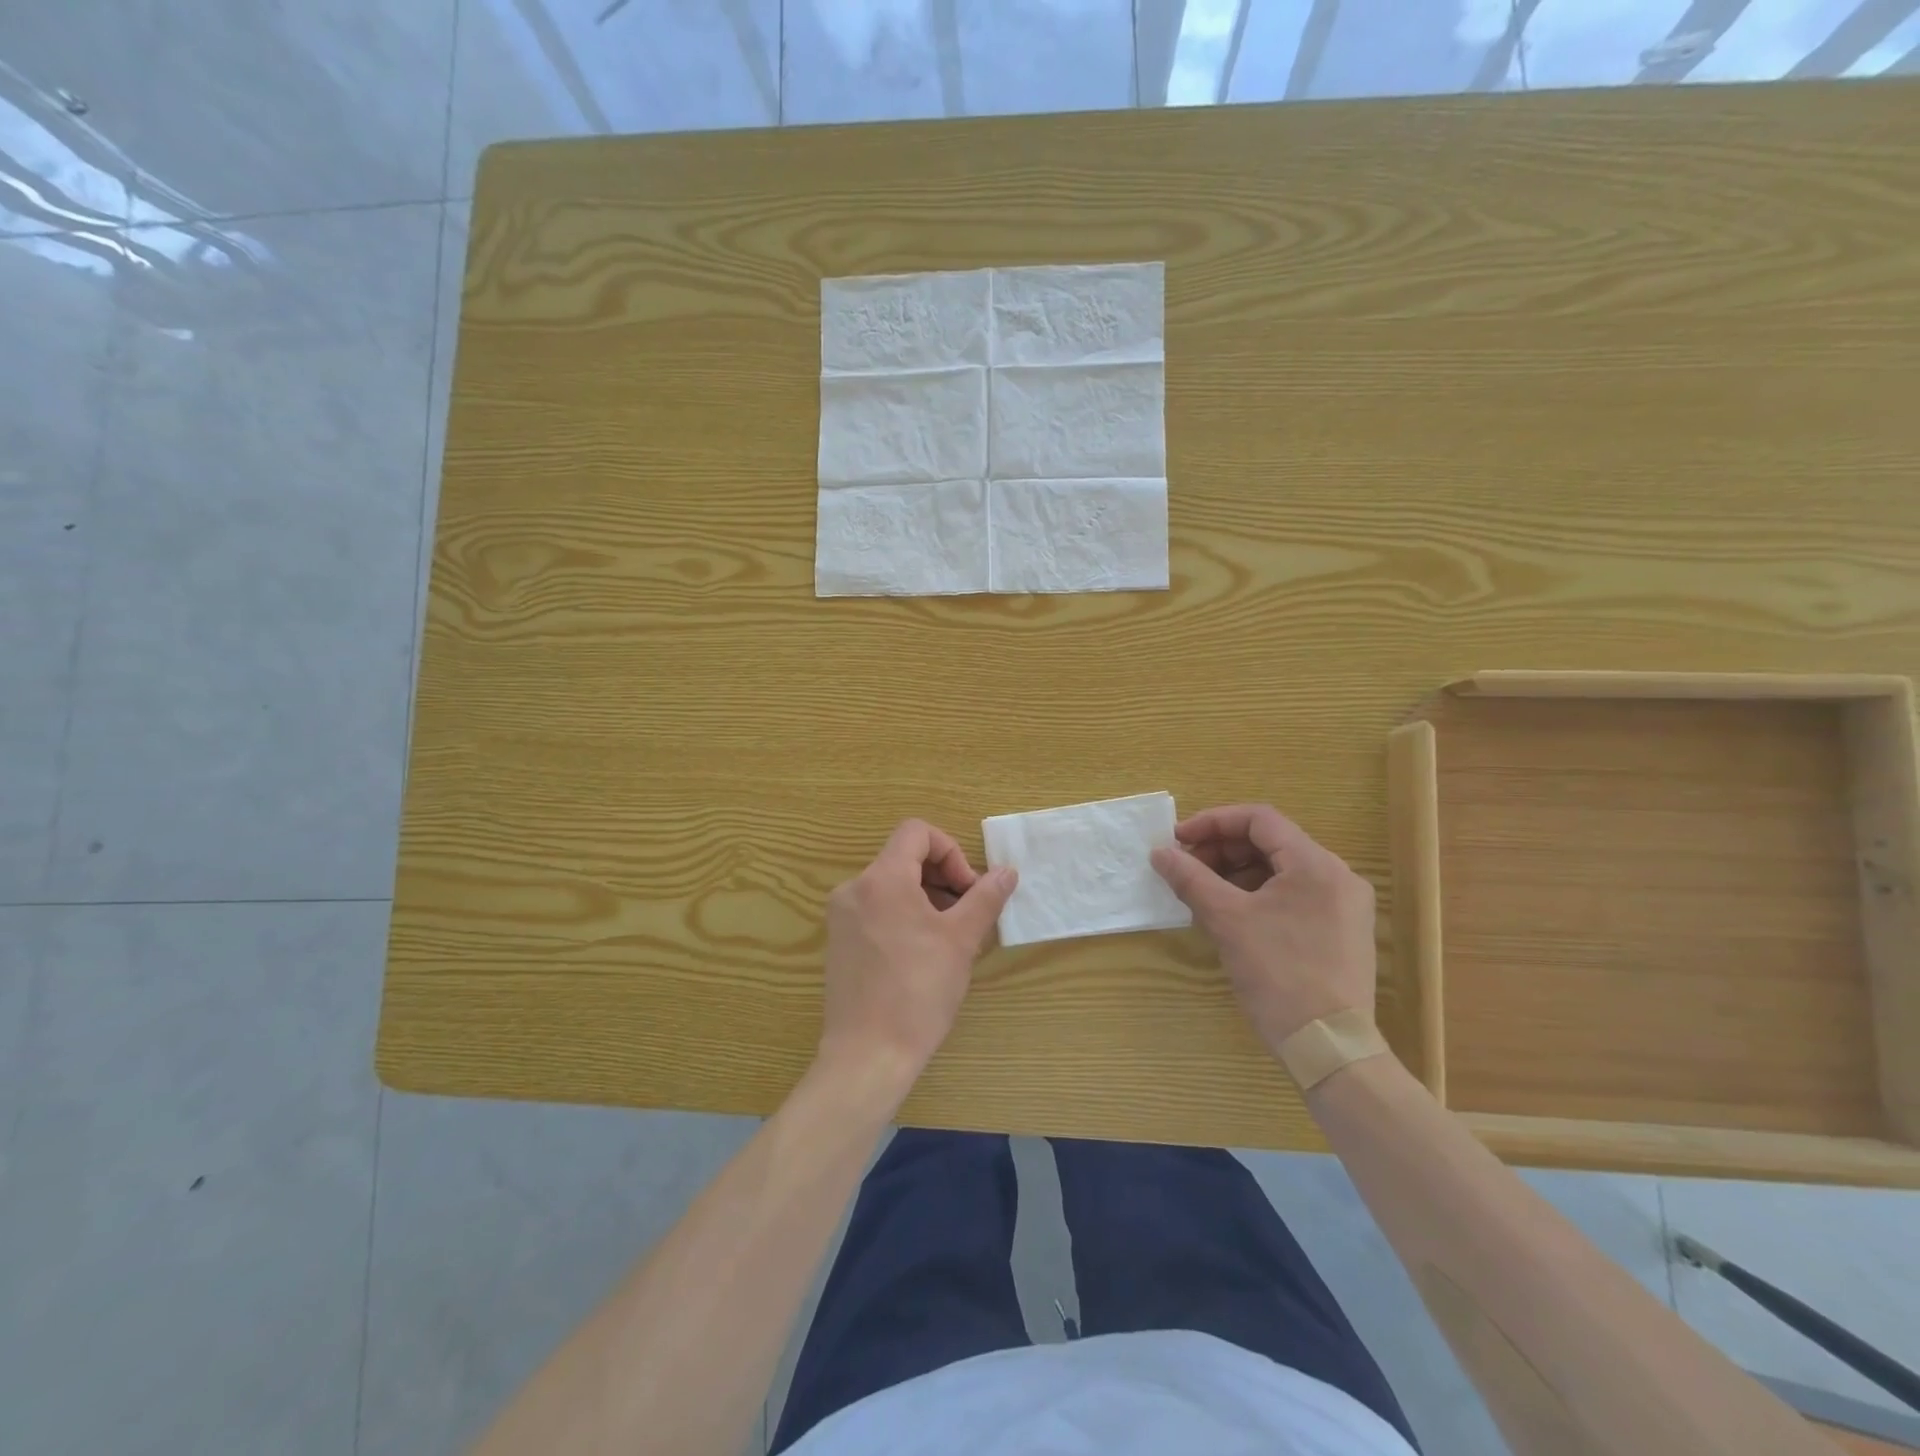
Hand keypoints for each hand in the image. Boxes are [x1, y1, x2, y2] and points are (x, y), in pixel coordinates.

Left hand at [819, 819, 1018, 1094]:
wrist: (867, 1056)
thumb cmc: (918, 993)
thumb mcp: (961, 941)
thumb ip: (985, 898)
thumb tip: (1006, 872)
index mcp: (881, 879)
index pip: (916, 832)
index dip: (951, 851)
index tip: (968, 890)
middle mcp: (854, 889)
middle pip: (903, 857)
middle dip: (942, 877)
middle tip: (966, 914)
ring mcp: (841, 917)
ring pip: (891, 885)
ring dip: (926, 897)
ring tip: (949, 937)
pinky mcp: (838, 942)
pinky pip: (876, 909)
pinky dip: (904, 915)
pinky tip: (922, 953)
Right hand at [1151, 804, 1375, 1050]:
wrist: (1330, 1048)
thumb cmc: (1279, 975)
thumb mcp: (1227, 921)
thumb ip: (1191, 879)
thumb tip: (1160, 853)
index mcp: (1316, 864)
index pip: (1260, 819)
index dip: (1213, 822)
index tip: (1178, 840)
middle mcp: (1337, 876)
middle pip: (1271, 842)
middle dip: (1222, 850)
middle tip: (1185, 868)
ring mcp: (1343, 905)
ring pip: (1280, 870)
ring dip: (1236, 873)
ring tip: (1202, 893)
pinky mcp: (1341, 931)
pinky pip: (1293, 895)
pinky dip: (1257, 895)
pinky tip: (1230, 914)